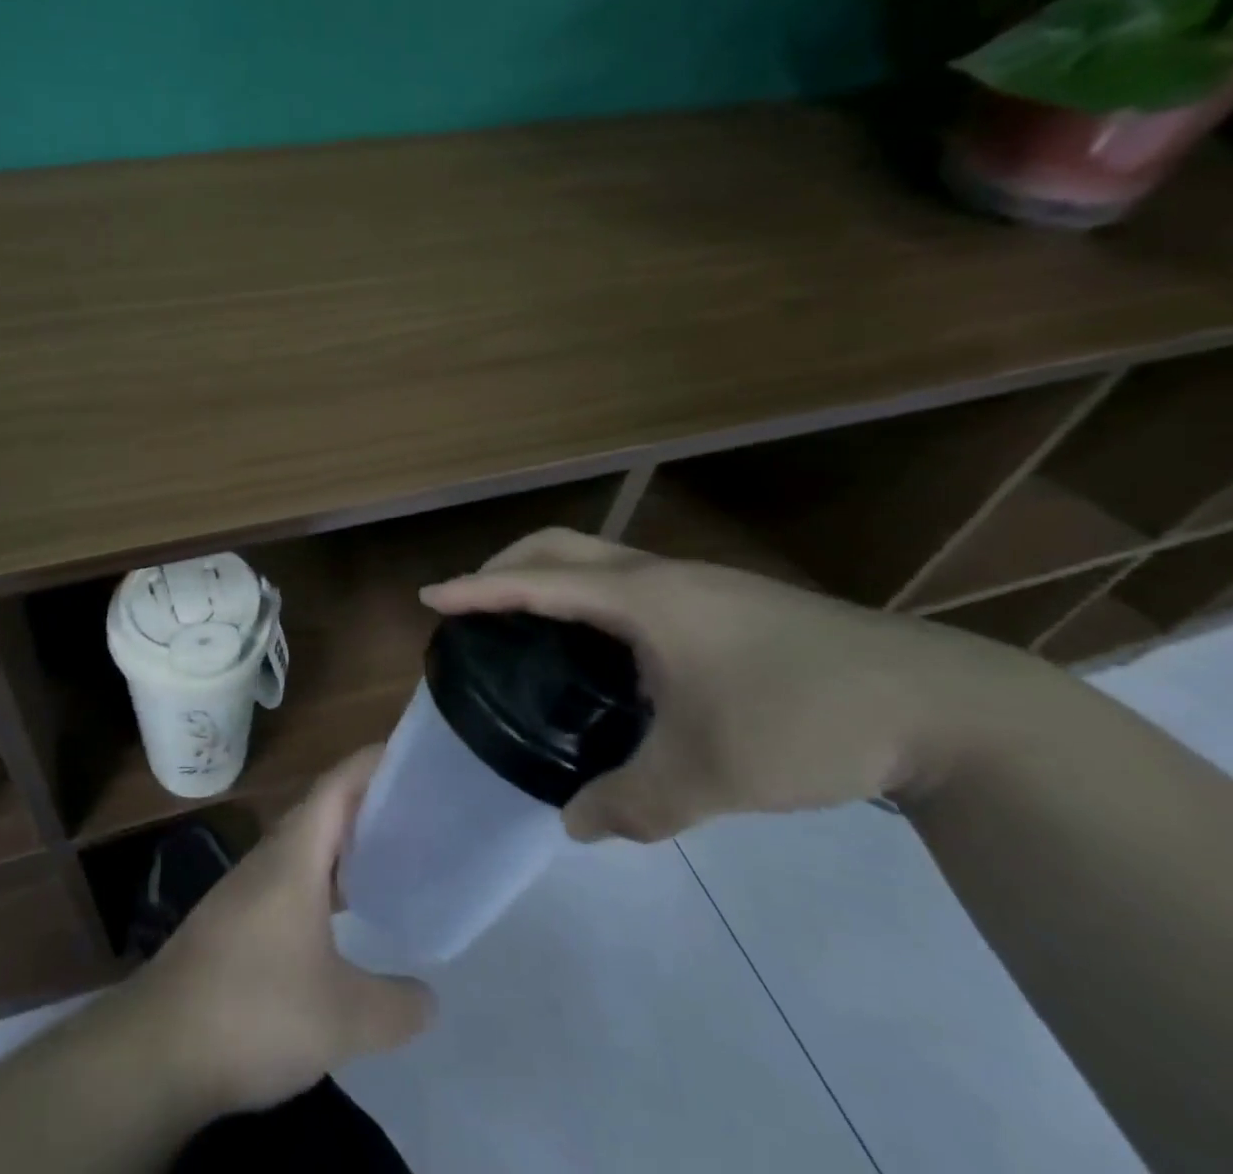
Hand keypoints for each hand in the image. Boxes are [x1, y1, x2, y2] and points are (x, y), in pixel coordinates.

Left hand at [127, 749, 435, 1112]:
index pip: (336, 786)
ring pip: (301, 848)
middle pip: (320, 811)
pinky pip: (287, 880)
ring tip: (386, 858)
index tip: (407, 754)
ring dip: (340, 845)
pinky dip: (320, 881)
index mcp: (294, 855)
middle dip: (363, 804)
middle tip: (413, 812)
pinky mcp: (232, 921)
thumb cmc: (255, 1010)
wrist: (158, 1048)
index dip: (370, 763)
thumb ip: (395, 1006)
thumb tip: (430, 999)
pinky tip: (338, 918)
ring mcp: (244, 889)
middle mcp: (268, 859)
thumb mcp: (342, 1018)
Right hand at [421, 528, 1057, 841]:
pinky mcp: (724, 602)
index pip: (538, 583)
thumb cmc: (805, 720)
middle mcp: (661, 577)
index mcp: (644, 599)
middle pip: (561, 546)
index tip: (431, 596)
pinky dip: (590, 599)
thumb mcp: (709, 776)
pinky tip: (602, 652)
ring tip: (526, 624)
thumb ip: (632, 804)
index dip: (478, 589)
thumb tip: (576, 825)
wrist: (940, 704)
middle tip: (472, 602)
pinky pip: (631, 583)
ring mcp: (697, 584)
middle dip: (506, 564)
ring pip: (599, 560)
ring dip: (551, 578)